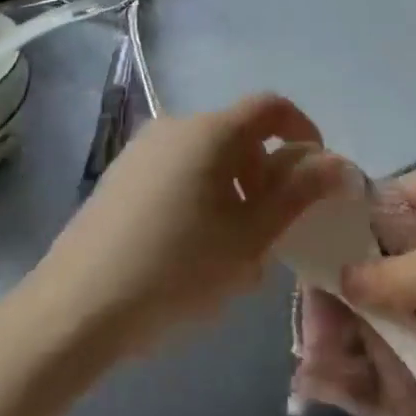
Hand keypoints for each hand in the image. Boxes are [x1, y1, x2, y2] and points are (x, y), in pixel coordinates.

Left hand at [32, 93, 345, 357]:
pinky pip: (177, 174)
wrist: (77, 308)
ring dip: (235, 192)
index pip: (271, 107)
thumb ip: (299, 194)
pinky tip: (192, 251)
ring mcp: (141, 151)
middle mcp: (174, 127)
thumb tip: (338, 163)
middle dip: (267, 175)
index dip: (303, 131)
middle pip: (239, 135)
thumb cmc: (177, 269)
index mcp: (210, 132)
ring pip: (208, 159)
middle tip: (273, 230)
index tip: (316, 175)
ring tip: (234, 251)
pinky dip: (201, 198)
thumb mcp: (250, 237)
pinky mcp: (120, 177)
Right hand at [341, 161, 415, 415]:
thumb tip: (340, 279)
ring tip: (353, 338)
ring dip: (397, 310)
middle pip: (405, 242)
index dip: (358, 224)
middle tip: (330, 309)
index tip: (320, 260)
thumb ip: (393, 272)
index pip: (396, 194)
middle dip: (373, 275)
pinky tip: (392, 350)